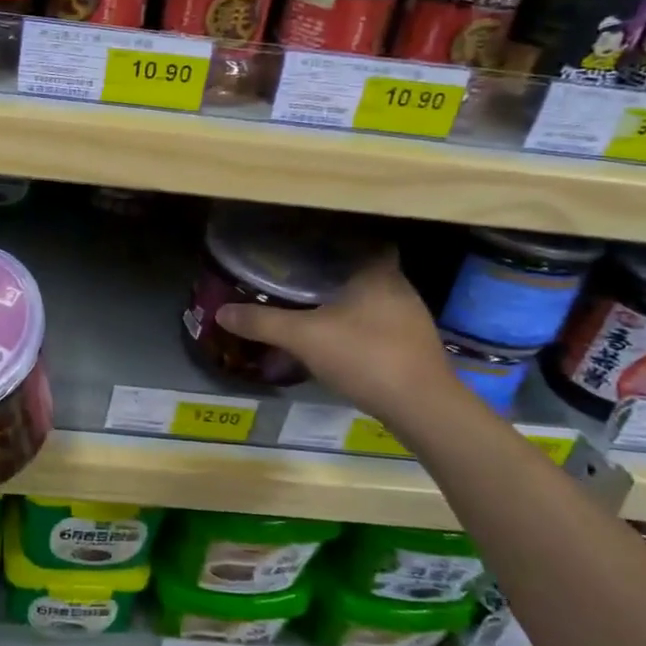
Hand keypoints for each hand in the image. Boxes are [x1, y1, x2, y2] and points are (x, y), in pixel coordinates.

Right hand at [216, 247, 456, 420]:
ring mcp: (411, 319)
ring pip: (372, 299)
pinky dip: (358, 327)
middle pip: (364, 268)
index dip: (336, 238)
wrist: (423, 408)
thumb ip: (263, 323)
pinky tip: (337, 339)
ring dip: (347, 301)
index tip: (308, 242)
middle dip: (335, 271)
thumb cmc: (365, 356)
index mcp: (377, 271)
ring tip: (312, 304)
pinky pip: (379, 325)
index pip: (362, 238)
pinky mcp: (415, 347)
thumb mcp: (304, 338)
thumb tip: (221, 312)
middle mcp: (399, 288)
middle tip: (300, 272)